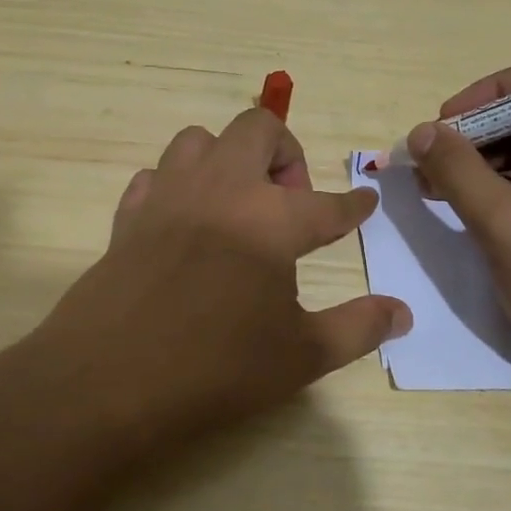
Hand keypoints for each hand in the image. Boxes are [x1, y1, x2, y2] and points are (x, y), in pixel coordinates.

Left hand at [14, 108, 410, 462]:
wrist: (108, 380)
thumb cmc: (214, 368)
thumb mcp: (300, 357)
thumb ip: (357, 328)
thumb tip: (402, 313)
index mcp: (270, 219)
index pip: (327, 204)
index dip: (353, 204)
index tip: (365, 201)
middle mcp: (220, 190)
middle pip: (258, 129)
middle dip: (286, 152)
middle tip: (291, 200)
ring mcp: (168, 197)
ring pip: (199, 140)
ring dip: (226, 158)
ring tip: (237, 202)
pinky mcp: (127, 216)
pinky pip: (154, 177)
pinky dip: (176, 186)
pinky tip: (183, 221)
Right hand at [406, 58, 510, 396]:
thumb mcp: (508, 225)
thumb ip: (459, 171)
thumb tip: (421, 131)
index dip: (487, 95)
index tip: (442, 124)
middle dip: (475, 133)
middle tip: (426, 157)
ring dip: (478, 163)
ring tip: (430, 183)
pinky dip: (494, 190)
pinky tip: (456, 203)